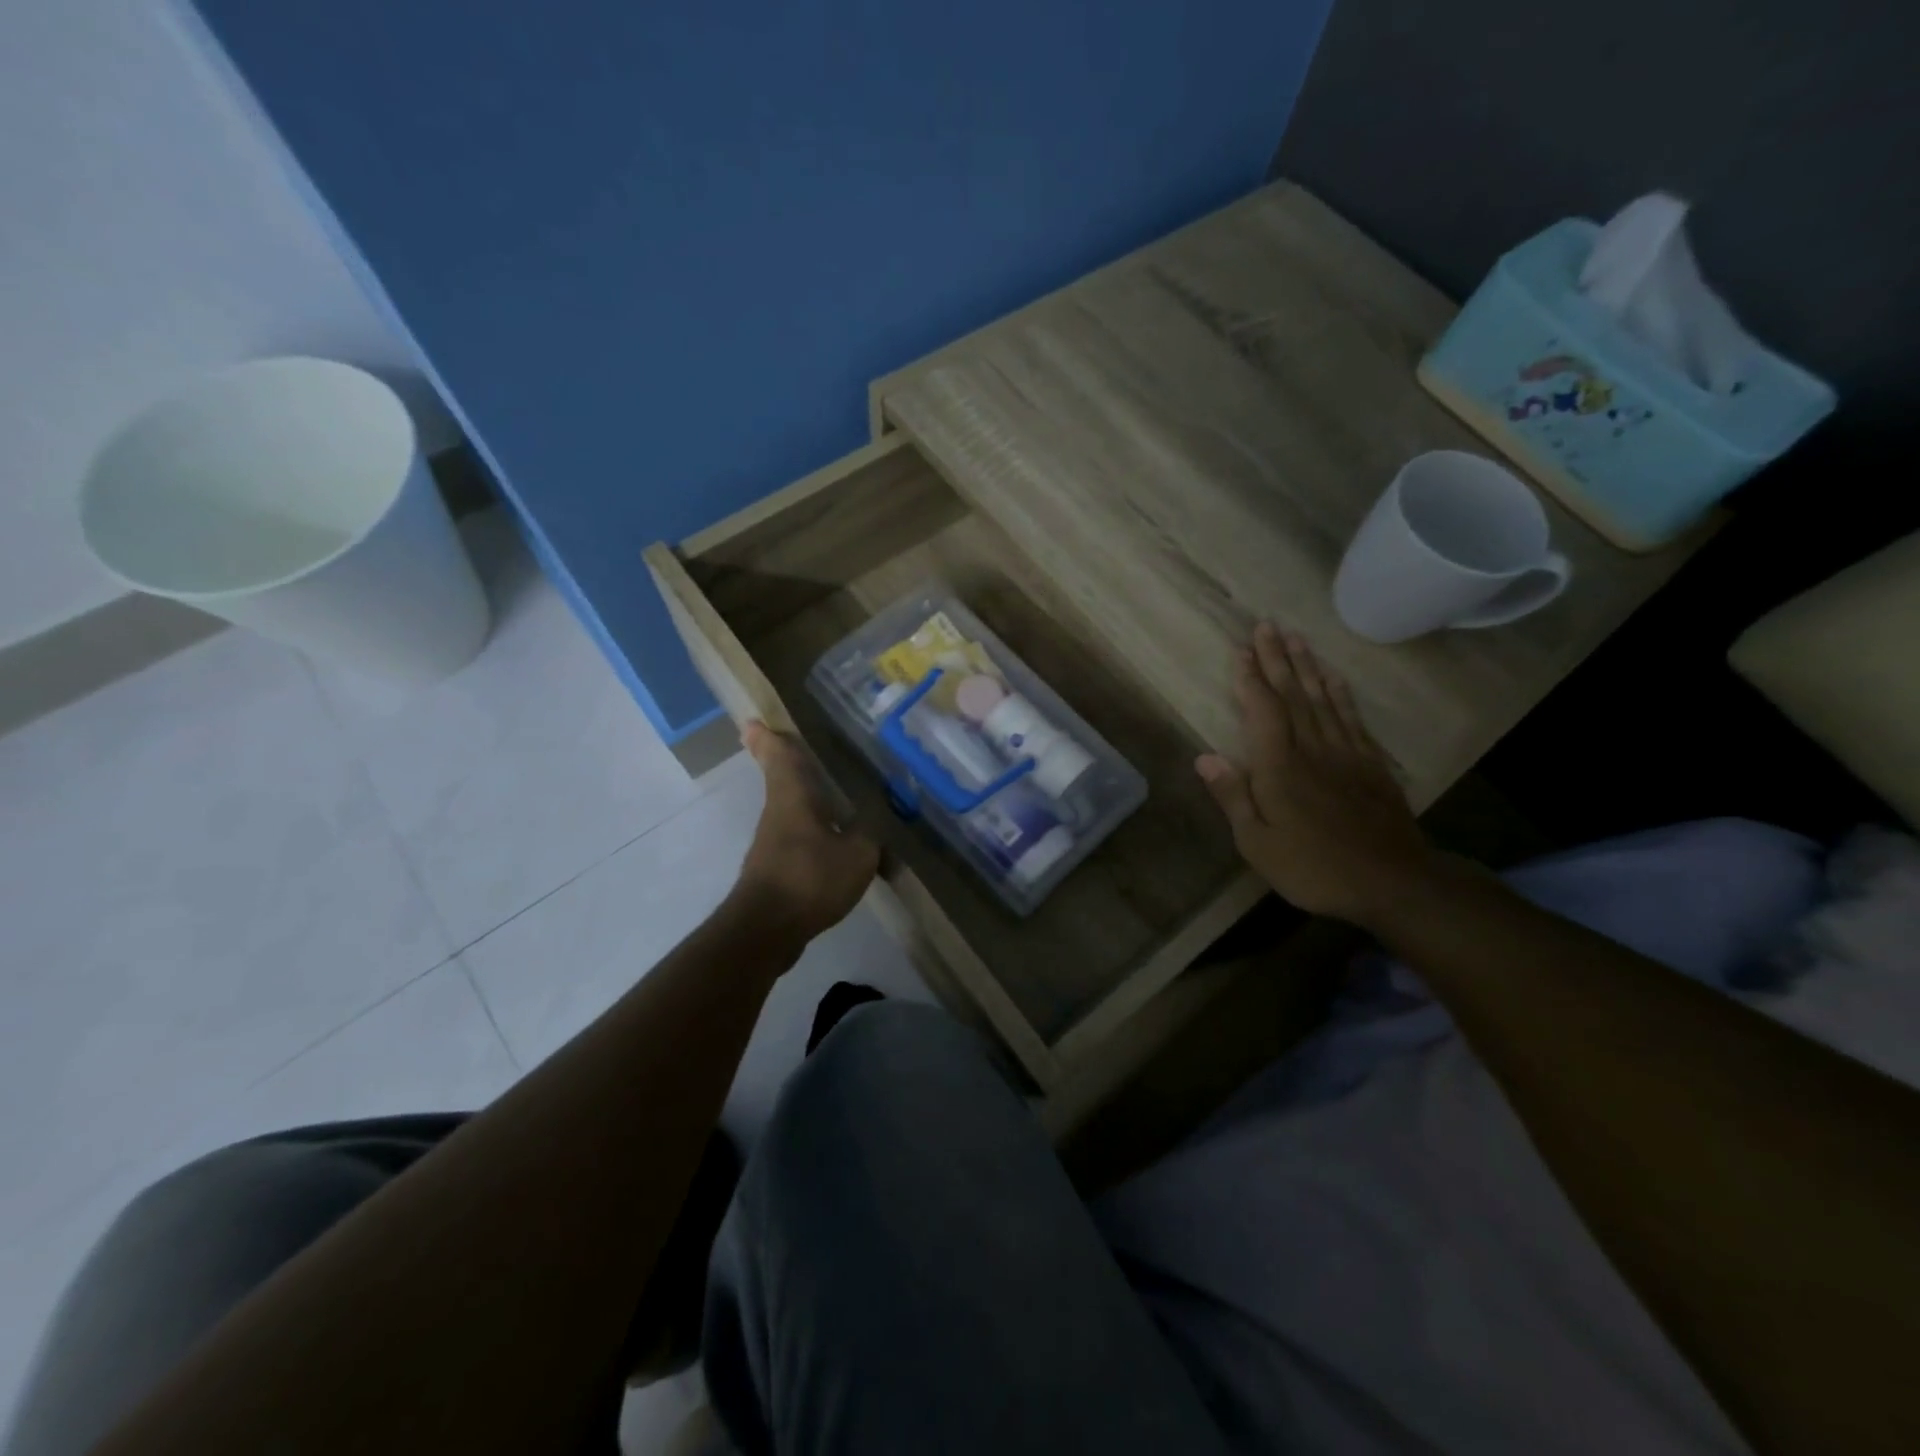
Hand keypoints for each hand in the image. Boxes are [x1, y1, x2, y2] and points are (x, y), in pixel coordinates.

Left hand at [732, 721, 878, 948]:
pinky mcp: (774, 869)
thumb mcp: (857, 853)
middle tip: (790, 745)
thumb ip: (869, 832)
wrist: (767, 930)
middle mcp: (778, 813)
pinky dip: (810, 829)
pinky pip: (796, 837)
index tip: (754, 721)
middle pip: (781, 780)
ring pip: (788, 809)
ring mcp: (772, 843)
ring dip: (801, 797)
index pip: (780, 757)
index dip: (769, 738)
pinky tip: (831, 840)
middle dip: (784, 763)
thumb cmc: (810, 878)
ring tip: (826, 792)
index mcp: (793, 797)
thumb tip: (874, 818)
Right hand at [1196, 623, 1435, 926]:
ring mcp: (1346, 754)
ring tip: (1297, 637)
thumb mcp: (1258, 843)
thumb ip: (1233, 796)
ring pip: (1322, 699)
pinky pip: (1352, 718)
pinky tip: (1334, 678)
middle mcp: (1312, 750)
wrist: (1392, 883)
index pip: (1263, 711)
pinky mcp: (1370, 764)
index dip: (1250, 679)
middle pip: (1292, 695)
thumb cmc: (1313, 868)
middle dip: (1277, 658)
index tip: (1241, 649)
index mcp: (1280, 768)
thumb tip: (1203, 756)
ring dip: (1307, 666)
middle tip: (1267, 625)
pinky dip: (1341, 694)